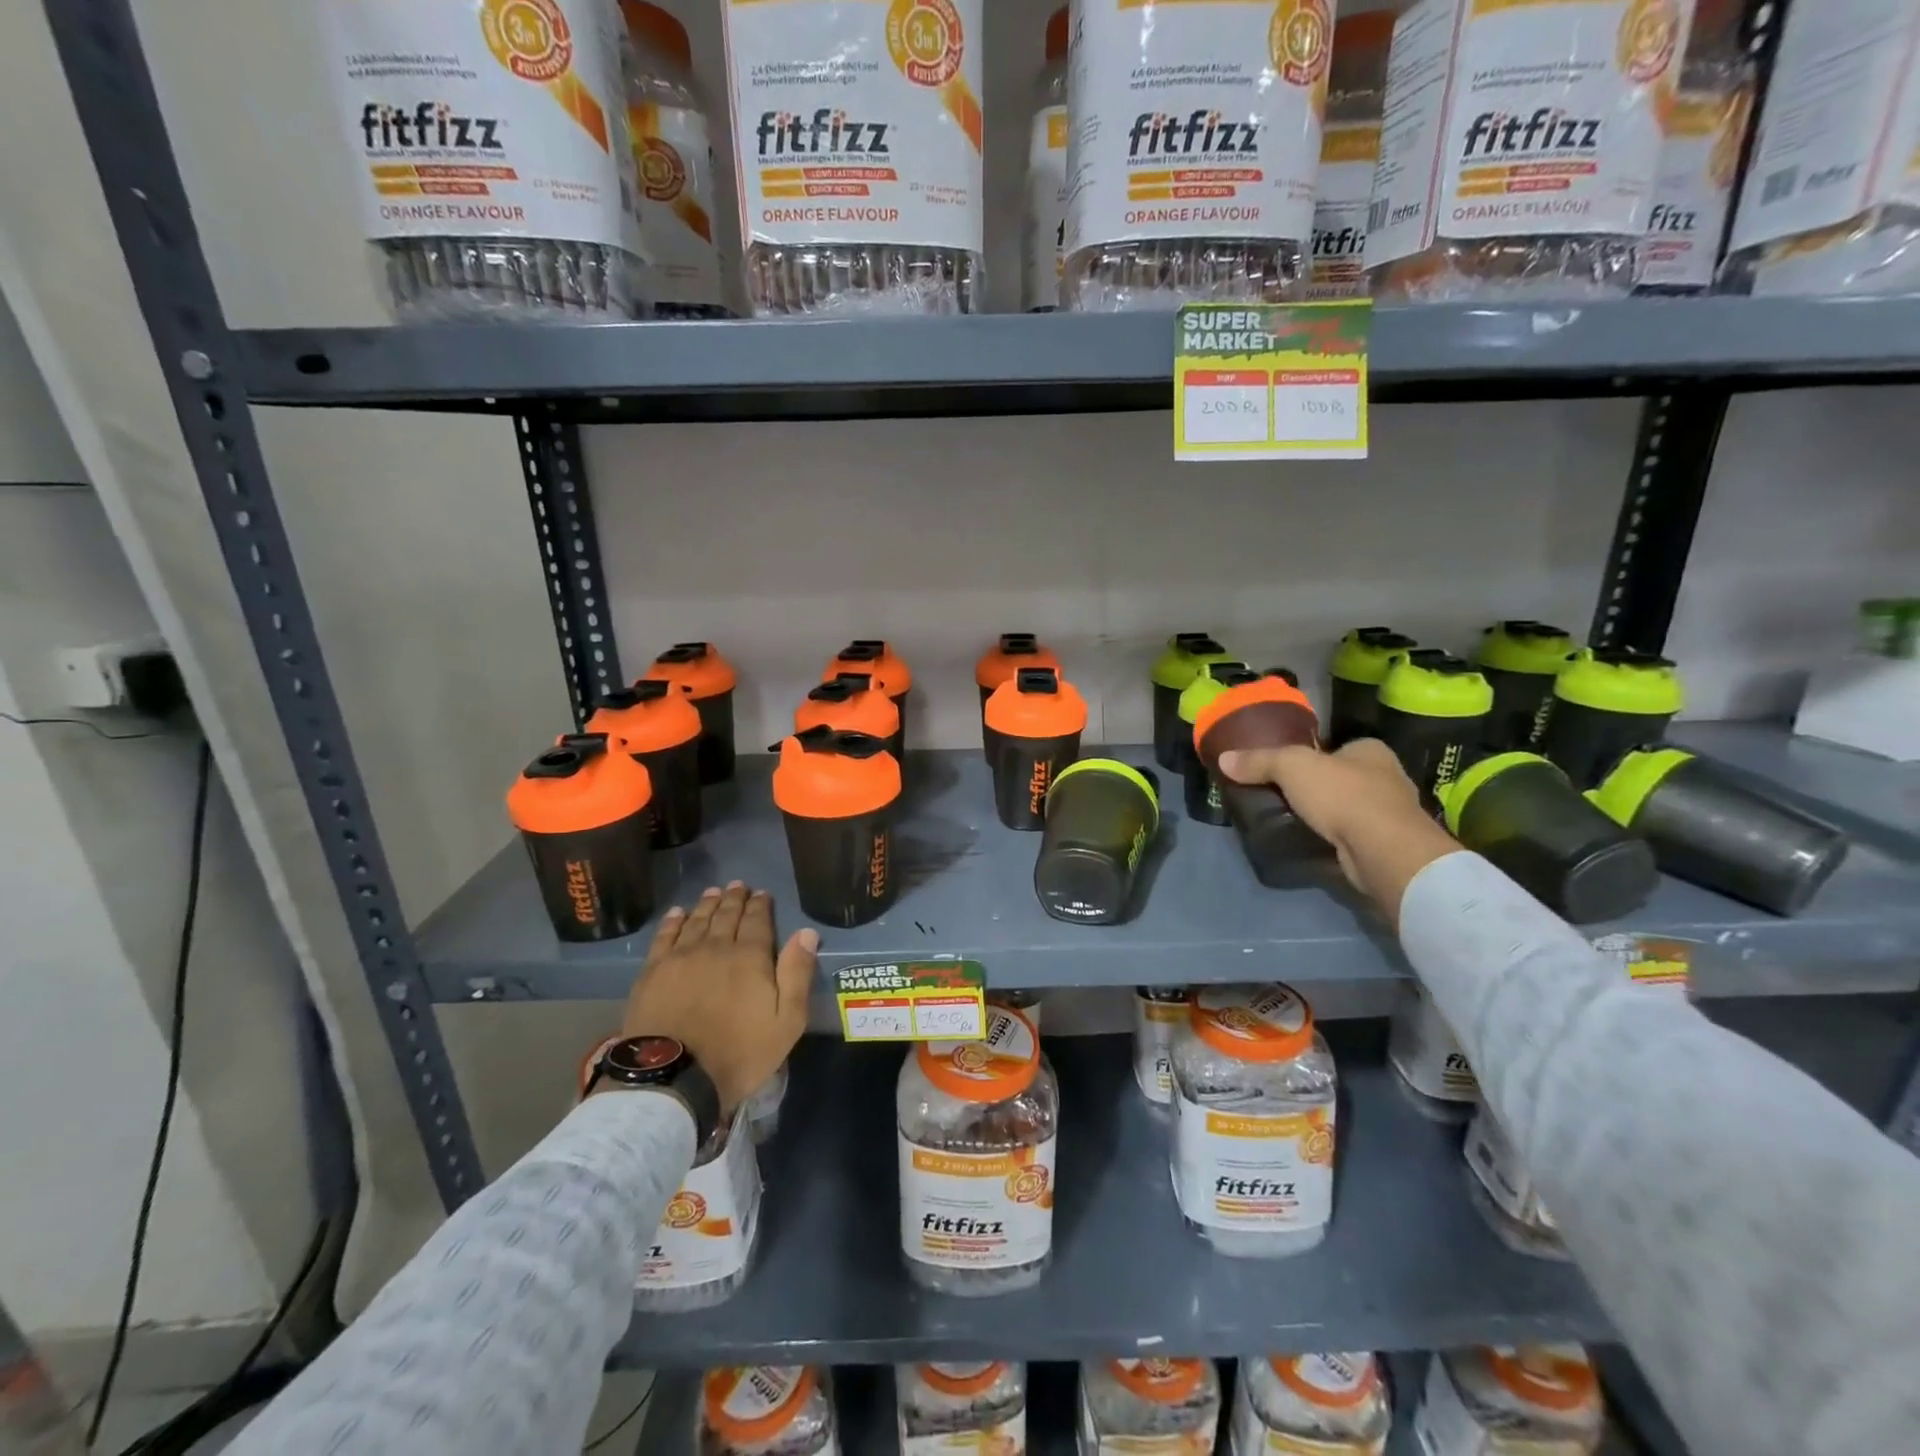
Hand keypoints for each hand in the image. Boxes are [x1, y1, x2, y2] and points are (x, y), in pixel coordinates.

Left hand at [620, 882, 817, 1114]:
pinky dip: (673, 921)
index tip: (762, 893)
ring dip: (707, 904)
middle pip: (727, 915)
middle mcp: (716, 947)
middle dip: (734, 899)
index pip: (757, 921)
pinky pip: (665, 936)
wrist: (674, 1078)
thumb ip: (797, 974)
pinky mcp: (653, 972)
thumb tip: (806, 933)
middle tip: (738, 885)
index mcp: (750, 957)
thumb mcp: (786, 1021)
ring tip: (713, 892)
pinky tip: (678, 913)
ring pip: (697, 920)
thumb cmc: (739, 1053)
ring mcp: (681, 957)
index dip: (760, 905)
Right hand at [1216, 739, 1457, 921]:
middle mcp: (1387, 778)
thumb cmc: (1343, 795)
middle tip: (1280, 796)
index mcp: (1371, 750)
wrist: (1383, 851)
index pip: (1336, 747)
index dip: (1311, 756)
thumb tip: (1223, 759)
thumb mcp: (1291, 767)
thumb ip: (1258, 761)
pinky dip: (1332, 838)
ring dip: (1324, 815)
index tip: (1284, 770)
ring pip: (1346, 808)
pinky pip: (1350, 835)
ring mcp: (1390, 815)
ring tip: (1289, 820)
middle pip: (1340, 777)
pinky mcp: (1385, 845)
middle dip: (1316, 787)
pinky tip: (1310, 842)